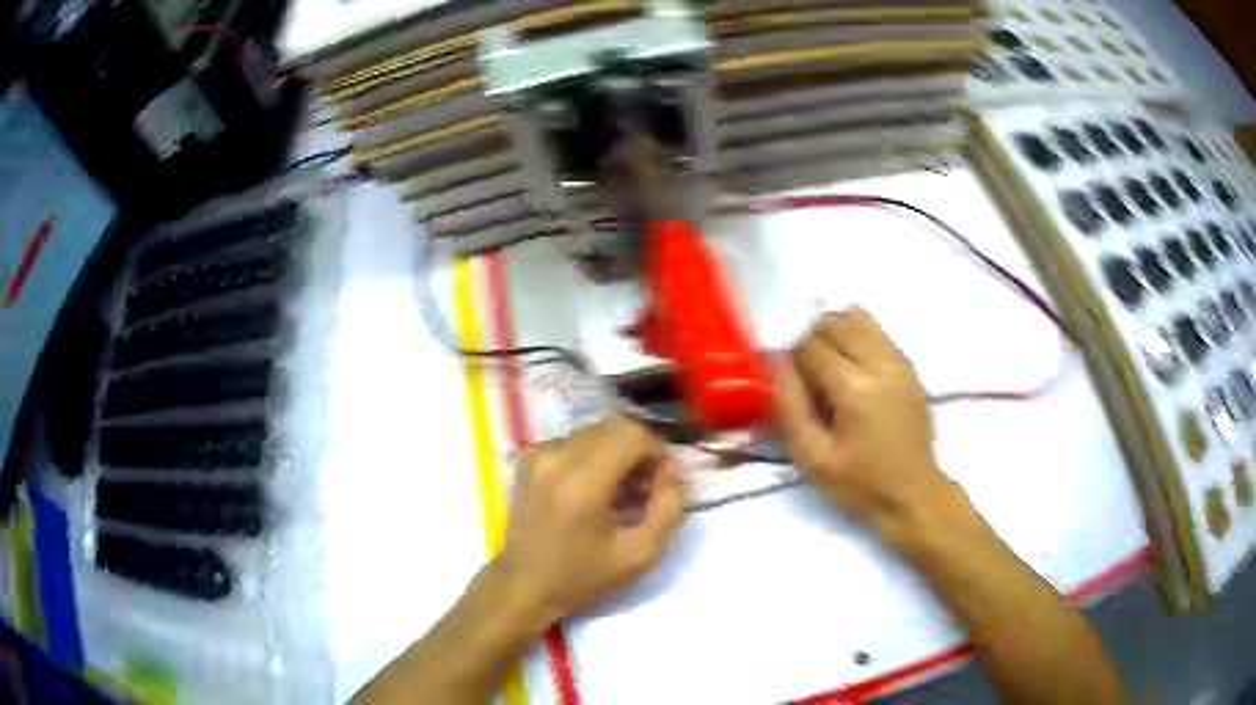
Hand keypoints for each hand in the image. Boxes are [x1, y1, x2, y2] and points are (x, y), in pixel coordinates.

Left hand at [491, 417, 684, 627]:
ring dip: (617, 453)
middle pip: (615, 427)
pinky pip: (575, 440)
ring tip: (619, 492)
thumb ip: (667, 508)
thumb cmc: (582, 575)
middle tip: (644, 488)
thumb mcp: (641, 554)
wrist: (524, 585)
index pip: (632, 435)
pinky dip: (594, 456)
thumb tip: (671, 471)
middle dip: (639, 451)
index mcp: (582, 482)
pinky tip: (593, 490)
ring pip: (596, 431)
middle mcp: (556, 456)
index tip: (661, 483)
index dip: (657, 452)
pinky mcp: (529, 456)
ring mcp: (538, 452)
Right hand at [772, 307, 949, 544]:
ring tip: (829, 368)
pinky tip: (852, 370)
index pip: (809, 345)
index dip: (792, 362)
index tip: (793, 389)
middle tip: (809, 379)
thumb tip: (772, 359)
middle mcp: (880, 362)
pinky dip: (856, 337)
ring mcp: (899, 360)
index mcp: (854, 388)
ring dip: (834, 333)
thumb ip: (788, 405)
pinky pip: (876, 330)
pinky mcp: (908, 365)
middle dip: (812, 342)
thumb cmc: (859, 484)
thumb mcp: (812, 457)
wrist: (913, 495)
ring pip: (856, 317)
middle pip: (833, 322)